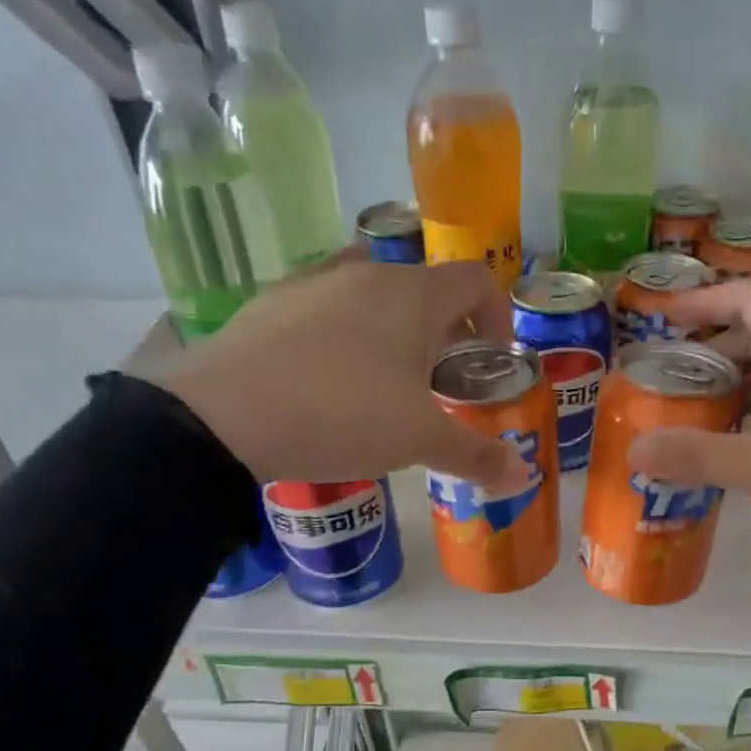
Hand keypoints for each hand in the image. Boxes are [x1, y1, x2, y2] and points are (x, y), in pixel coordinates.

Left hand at [151, 253, 531, 493]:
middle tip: (441, 383)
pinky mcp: (271, 303)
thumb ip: (475, 456)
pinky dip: (343, 335)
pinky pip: (325, 309)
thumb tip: (523, 475)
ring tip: (385, 381)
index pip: (476, 280)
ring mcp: (313, 283)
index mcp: (414, 295)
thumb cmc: (344, 416)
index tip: (491, 360)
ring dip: (393, 330)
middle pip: (425, 288)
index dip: (496, 316)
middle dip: (445, 332)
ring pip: (372, 295)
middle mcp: (366, 274)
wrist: (228, 415)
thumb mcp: (419, 441)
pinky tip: (328, 380)